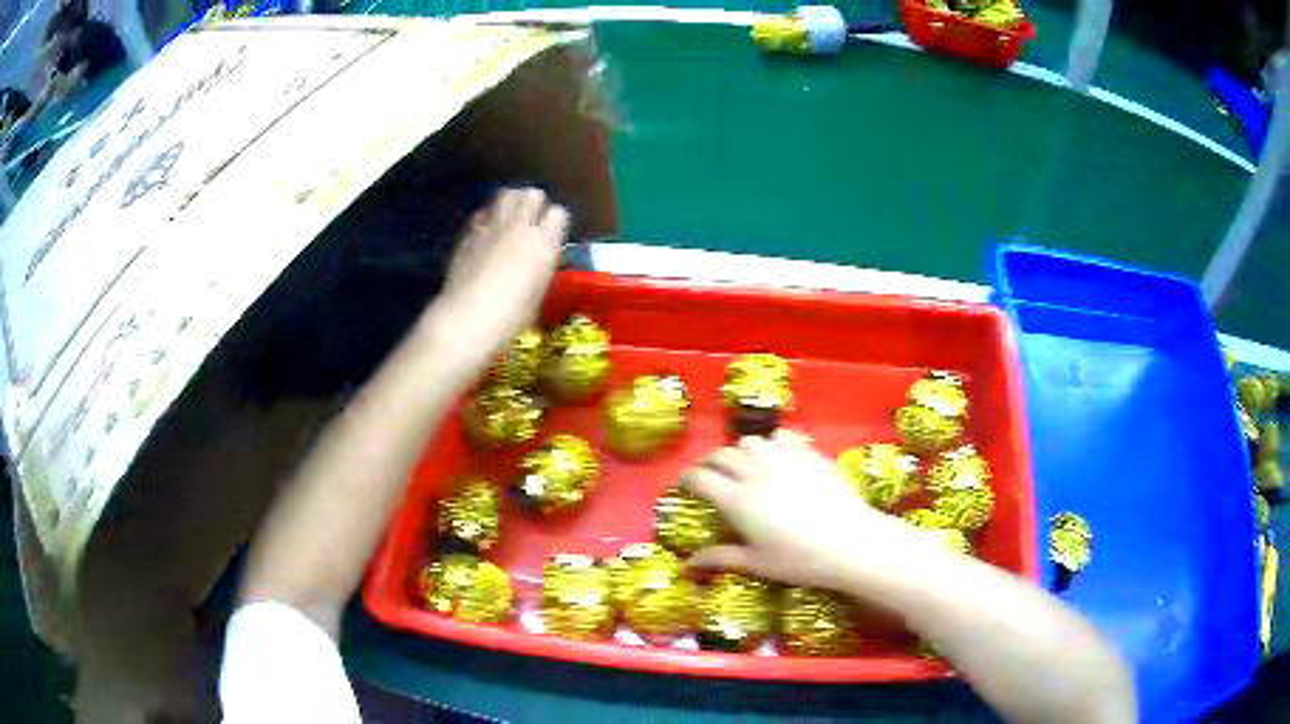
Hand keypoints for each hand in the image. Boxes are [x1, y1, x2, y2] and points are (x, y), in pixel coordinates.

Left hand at [434, 187, 567, 353]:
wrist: (467, 317)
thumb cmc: (510, 317)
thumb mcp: (537, 294)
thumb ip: (540, 267)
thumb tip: (538, 259)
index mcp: (544, 244)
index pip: (559, 213)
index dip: (555, 223)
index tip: (551, 235)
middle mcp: (520, 227)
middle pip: (532, 194)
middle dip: (533, 204)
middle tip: (529, 222)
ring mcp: (492, 226)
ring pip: (506, 194)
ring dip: (511, 203)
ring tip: (508, 219)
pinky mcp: (469, 231)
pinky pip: (483, 211)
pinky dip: (487, 216)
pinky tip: (485, 232)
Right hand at [682, 430, 934, 595]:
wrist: (850, 542)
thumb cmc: (798, 560)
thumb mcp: (756, 564)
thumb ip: (719, 558)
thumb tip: (686, 565)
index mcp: (736, 501)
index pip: (700, 479)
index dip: (687, 479)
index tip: (684, 485)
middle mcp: (755, 473)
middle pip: (721, 455)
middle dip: (708, 463)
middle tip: (707, 475)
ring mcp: (783, 460)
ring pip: (750, 442)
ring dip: (739, 451)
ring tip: (742, 465)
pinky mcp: (808, 455)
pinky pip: (782, 437)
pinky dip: (771, 443)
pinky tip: (775, 455)